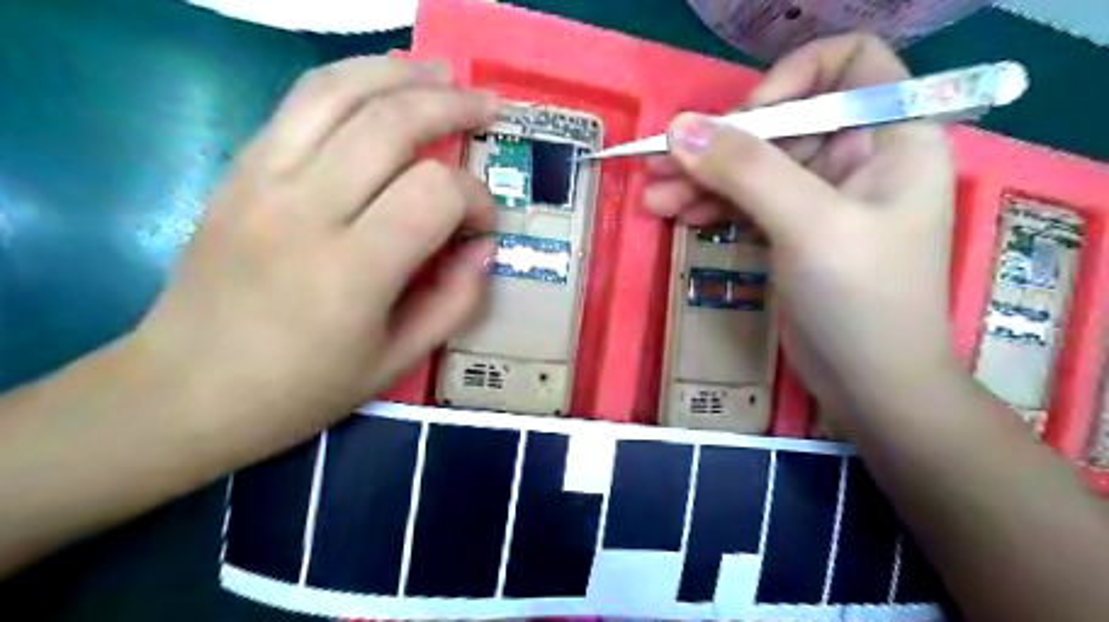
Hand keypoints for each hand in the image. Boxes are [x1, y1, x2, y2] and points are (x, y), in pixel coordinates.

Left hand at [129, 57, 497, 463]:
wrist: (184, 390)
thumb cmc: (300, 388)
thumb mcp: (396, 362)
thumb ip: (455, 302)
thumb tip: (483, 248)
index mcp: (353, 270)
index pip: (434, 193)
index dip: (475, 199)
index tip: (483, 225)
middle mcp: (306, 209)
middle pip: (391, 124)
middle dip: (452, 107)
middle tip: (488, 110)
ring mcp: (262, 180)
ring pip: (339, 92)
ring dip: (401, 73)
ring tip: (442, 73)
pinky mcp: (238, 170)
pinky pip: (299, 103)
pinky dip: (350, 80)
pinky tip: (381, 81)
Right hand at [647, 33, 957, 411]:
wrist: (871, 385)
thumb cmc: (861, 299)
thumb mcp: (808, 225)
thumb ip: (745, 169)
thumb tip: (678, 127)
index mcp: (892, 138)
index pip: (849, 65)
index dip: (793, 79)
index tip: (746, 119)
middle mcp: (859, 158)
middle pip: (783, 123)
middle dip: (721, 142)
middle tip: (660, 162)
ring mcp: (821, 198)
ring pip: (755, 166)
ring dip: (703, 177)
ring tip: (653, 196)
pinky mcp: (793, 231)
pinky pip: (747, 201)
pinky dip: (712, 205)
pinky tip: (677, 215)